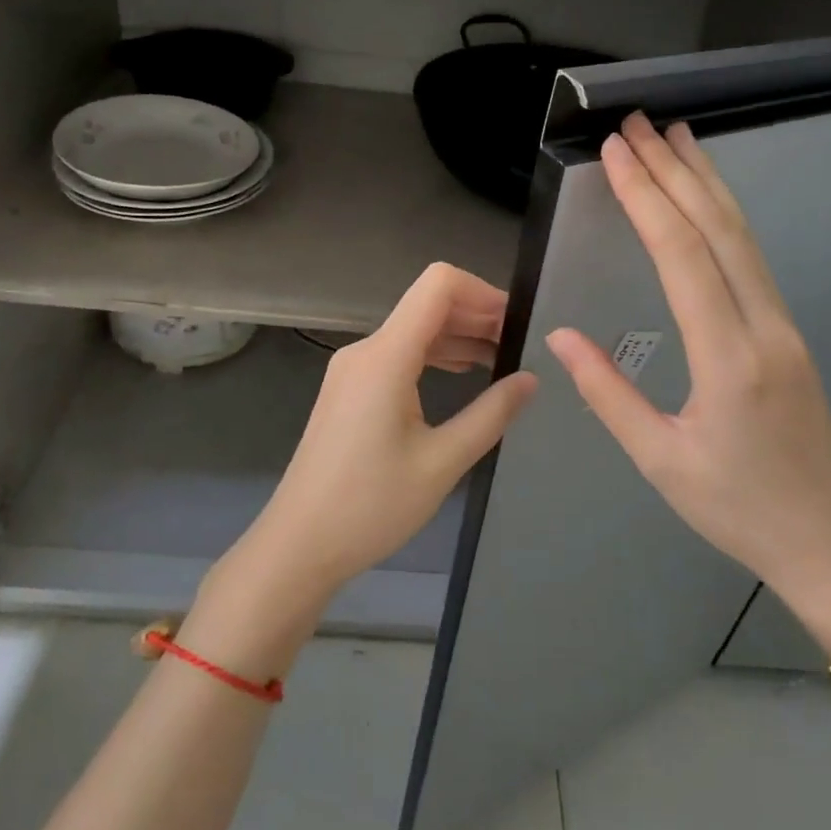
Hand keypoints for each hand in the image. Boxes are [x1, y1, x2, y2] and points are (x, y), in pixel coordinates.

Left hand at [237, 263, 538, 611]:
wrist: (300, 543)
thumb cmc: (371, 506)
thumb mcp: (442, 463)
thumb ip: (491, 414)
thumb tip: (530, 379)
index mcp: (386, 357)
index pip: (438, 286)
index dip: (483, 292)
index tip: (517, 323)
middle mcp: (365, 351)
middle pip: (428, 305)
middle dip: (477, 315)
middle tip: (520, 346)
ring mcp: (352, 369)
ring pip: (414, 330)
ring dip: (458, 336)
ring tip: (501, 360)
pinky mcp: (349, 390)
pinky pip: (398, 355)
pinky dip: (435, 356)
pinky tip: (464, 376)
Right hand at [544, 113, 830, 655]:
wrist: (830, 543)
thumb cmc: (736, 509)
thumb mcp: (659, 459)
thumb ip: (608, 392)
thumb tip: (560, 334)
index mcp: (728, 358)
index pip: (682, 255)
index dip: (647, 197)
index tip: (618, 152)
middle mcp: (764, 327)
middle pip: (719, 229)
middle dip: (676, 171)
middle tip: (640, 123)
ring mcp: (784, 326)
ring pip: (743, 237)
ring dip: (707, 183)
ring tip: (677, 137)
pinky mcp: (788, 334)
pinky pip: (752, 258)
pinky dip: (724, 216)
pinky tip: (707, 200)